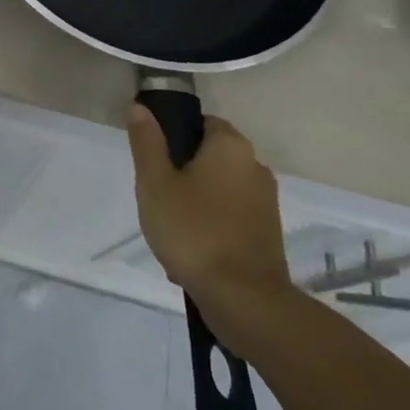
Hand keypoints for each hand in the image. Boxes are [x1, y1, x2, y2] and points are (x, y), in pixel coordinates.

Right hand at [127, 105, 297, 339]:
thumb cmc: (194, 231)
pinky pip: (231, 220)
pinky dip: (212, 229)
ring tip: (171, 232)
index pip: (200, 123)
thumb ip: (146, 142)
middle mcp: (255, 167)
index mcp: (231, 146)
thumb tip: (140, 107)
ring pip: (218, 192)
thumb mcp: (155, 183)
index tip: (153, 162)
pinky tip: (192, 255)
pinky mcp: (269, 236)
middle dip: (182, 175)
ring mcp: (266, 203)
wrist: (246, 302)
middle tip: (157, 198)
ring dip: (195, 204)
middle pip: (209, 158)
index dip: (173, 137)